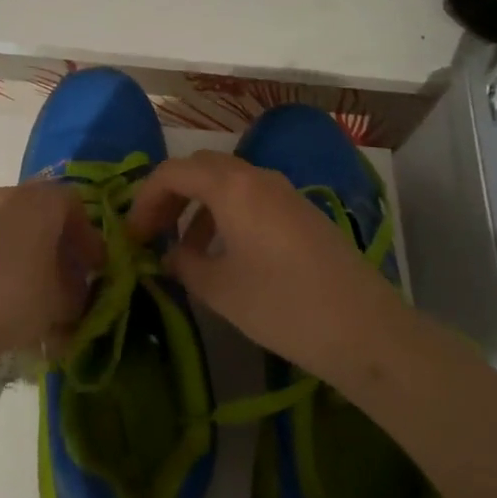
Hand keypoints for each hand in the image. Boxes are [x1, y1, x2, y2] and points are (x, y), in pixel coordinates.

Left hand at [0, 181, 100, 368]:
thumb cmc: (11, 298)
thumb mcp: (60, 304)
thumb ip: (77, 295)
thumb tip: (75, 294)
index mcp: (39, 200)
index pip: (75, 204)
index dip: (88, 237)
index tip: (94, 269)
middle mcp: (4, 196)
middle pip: (39, 214)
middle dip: (55, 248)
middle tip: (63, 284)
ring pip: (7, 231)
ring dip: (23, 259)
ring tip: (27, 301)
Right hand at [126, 150, 398, 379]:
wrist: (363, 328)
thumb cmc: (282, 306)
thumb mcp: (220, 290)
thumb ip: (185, 264)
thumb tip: (170, 255)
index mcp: (231, 187)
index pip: (173, 172)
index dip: (145, 199)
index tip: (133, 235)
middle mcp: (257, 177)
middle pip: (201, 169)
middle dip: (171, 195)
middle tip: (154, 232)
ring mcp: (284, 192)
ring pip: (228, 182)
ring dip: (199, 205)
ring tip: (186, 249)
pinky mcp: (302, 211)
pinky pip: (252, 197)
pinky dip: (227, 214)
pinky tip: (226, 254)